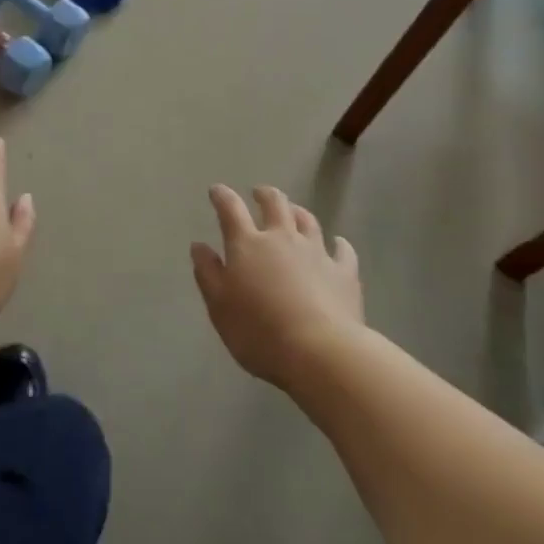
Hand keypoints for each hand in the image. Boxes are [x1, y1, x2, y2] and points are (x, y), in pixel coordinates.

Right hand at [191, 185, 362, 389]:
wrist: (320, 352)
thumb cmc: (259, 331)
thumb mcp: (219, 306)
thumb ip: (208, 273)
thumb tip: (199, 246)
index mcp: (248, 245)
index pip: (231, 210)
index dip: (222, 196)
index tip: (216, 190)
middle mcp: (282, 239)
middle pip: (275, 204)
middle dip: (265, 195)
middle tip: (259, 194)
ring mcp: (316, 252)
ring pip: (308, 220)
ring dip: (298, 212)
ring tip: (293, 212)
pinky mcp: (344, 272)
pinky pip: (343, 251)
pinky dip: (338, 244)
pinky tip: (338, 243)